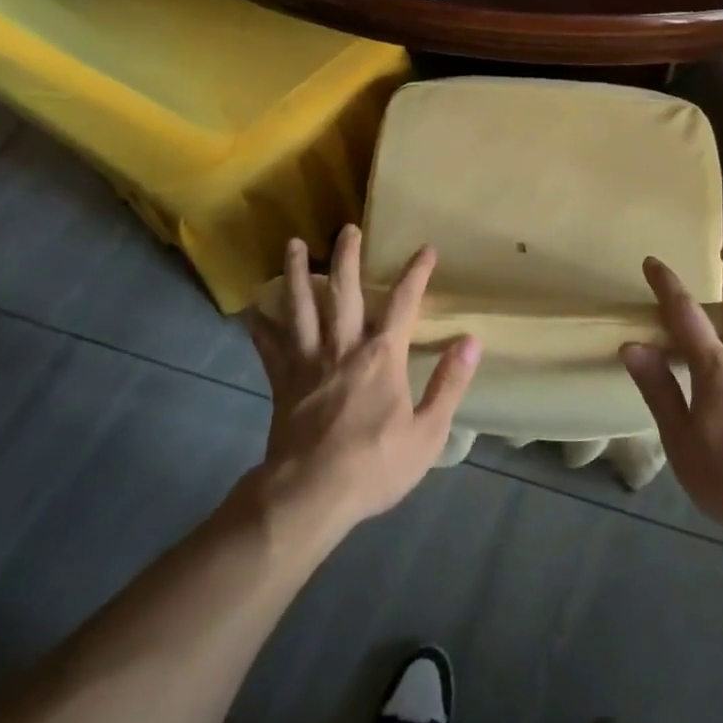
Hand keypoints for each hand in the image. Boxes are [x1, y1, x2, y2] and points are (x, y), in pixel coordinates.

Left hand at [245, 226, 479, 538]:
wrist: (310, 495)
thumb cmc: (375, 465)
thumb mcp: (427, 432)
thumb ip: (449, 383)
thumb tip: (471, 342)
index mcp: (381, 356)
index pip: (403, 303)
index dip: (416, 274)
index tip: (426, 250)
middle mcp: (343, 348)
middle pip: (345, 292)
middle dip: (349, 257)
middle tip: (347, 227)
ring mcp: (308, 362)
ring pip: (301, 308)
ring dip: (299, 274)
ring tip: (294, 245)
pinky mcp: (283, 382)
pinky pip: (270, 348)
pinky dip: (260, 328)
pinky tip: (252, 311)